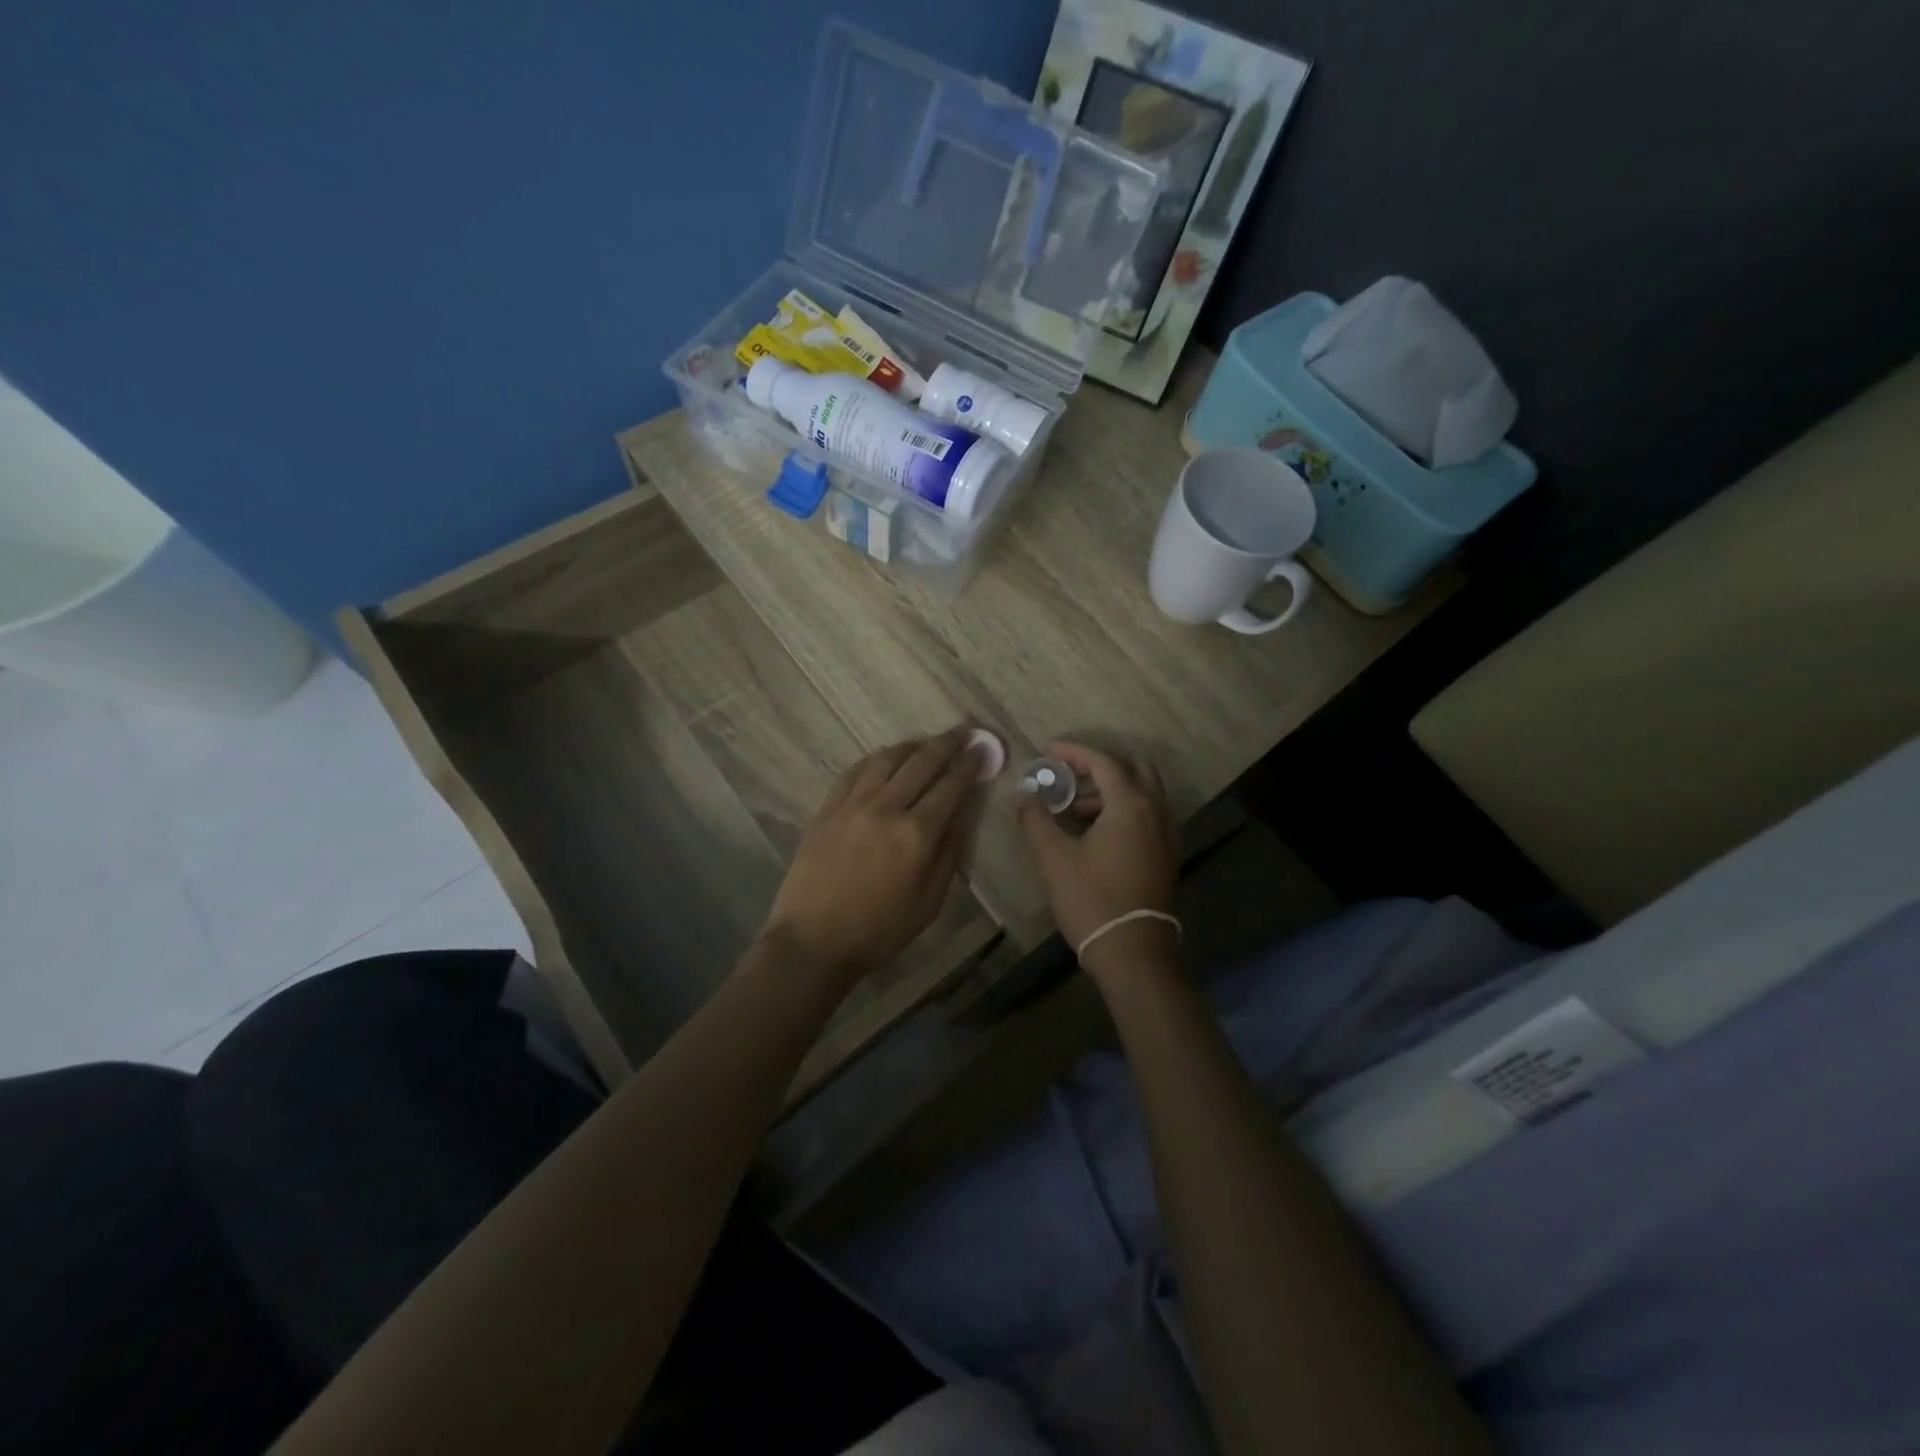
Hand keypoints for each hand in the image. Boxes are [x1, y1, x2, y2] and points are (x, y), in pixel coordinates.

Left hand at [760, 727, 986, 985]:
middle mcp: (886, 808)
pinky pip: (854, 772)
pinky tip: (884, 759)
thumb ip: (949, 853)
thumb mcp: (929, 902)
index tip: (982, 750)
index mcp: (916, 835)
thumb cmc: (879, 931)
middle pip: (921, 763)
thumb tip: (964, 812)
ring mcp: (852, 805)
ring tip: (925, 743)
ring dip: (911, 746)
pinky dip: (875, 760)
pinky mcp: (826, 809)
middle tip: (962, 731)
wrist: (813, 941)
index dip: (970, 765)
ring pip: (886, 759)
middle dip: (946, 744)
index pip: (951, 786)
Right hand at [1018, 740, 1178, 977]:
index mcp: (1131, 805)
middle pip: (1133, 769)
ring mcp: (1166, 834)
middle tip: (1068, 773)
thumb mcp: (1054, 857)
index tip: (1048, 750)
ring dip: (1110, 790)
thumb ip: (1036, 819)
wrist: (1132, 952)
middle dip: (1099, 765)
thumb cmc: (1091, 899)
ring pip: (1142, 793)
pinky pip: (1147, 815)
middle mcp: (1156, 812)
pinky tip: (1095, 832)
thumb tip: (1022, 795)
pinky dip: (1123, 810)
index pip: (1104, 761)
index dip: (1074, 752)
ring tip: (1073, 810)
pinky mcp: (1166, 855)